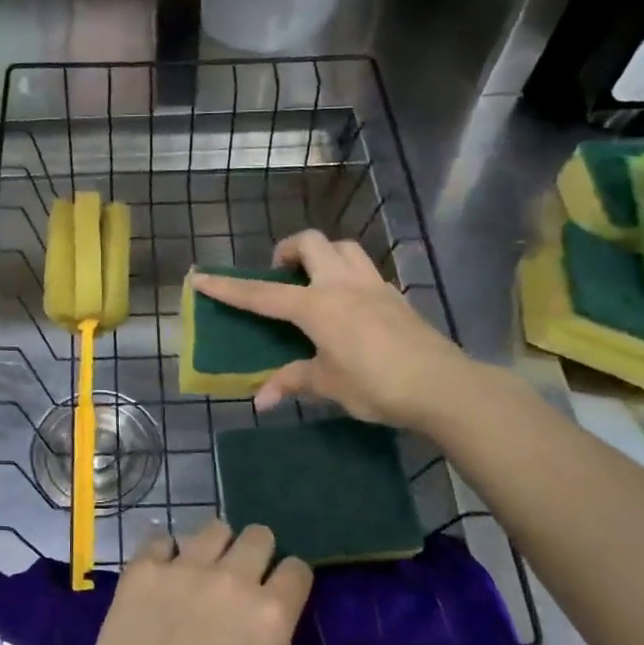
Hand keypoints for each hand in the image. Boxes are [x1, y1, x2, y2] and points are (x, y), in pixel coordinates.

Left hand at [77, 520, 401, 644]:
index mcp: (271, 609)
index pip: (297, 567)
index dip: (293, 584)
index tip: (280, 606)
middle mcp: (230, 576)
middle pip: (258, 535)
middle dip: (258, 556)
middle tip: (244, 589)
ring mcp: (183, 568)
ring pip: (212, 529)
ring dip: (216, 548)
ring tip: (206, 580)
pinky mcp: (143, 570)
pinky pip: (160, 539)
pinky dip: (166, 554)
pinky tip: (166, 579)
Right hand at [190, 230, 477, 432]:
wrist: (442, 385)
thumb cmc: (376, 384)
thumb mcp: (328, 384)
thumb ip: (293, 382)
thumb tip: (261, 400)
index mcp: (317, 306)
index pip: (262, 294)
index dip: (229, 287)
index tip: (201, 276)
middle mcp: (342, 285)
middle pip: (310, 243)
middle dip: (287, 250)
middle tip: (280, 273)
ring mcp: (373, 285)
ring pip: (343, 247)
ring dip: (322, 254)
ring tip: (314, 280)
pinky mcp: (395, 295)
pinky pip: (365, 269)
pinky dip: (348, 274)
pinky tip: (349, 303)